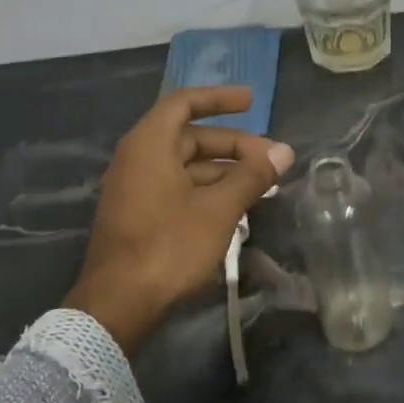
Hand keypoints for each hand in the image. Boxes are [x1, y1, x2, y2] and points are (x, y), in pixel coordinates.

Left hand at [66, 87, 293, 354]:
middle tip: (270, 159)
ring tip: (262, 184)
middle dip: (233, 145)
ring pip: (186, 166)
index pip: (184, 103)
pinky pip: (178, 187)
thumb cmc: (169, 246)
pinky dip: (208, 189)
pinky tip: (236, 207)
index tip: (252, 101)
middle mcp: (138, 159)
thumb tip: (284, 151)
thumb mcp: (219, 209)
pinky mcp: (139, 215)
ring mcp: (136, 189)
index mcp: (149, 146)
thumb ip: (252, 176)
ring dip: (224, 170)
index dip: (219, 99)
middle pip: (190, 137)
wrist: (118, 304)